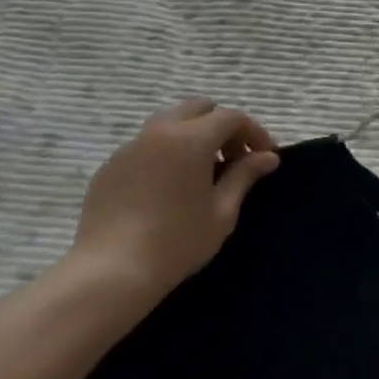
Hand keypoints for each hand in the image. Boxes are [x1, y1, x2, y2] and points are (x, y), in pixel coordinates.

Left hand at [63, 100, 279, 307]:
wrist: (112, 270)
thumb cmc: (178, 241)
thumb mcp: (222, 212)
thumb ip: (244, 176)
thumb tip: (267, 157)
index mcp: (191, 139)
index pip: (231, 117)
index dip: (254, 132)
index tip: (265, 157)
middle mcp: (159, 131)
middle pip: (198, 109)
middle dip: (222, 126)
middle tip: (233, 159)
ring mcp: (130, 146)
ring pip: (169, 122)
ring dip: (193, 135)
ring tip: (201, 172)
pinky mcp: (111, 165)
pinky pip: (145, 145)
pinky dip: (166, 152)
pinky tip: (168, 187)